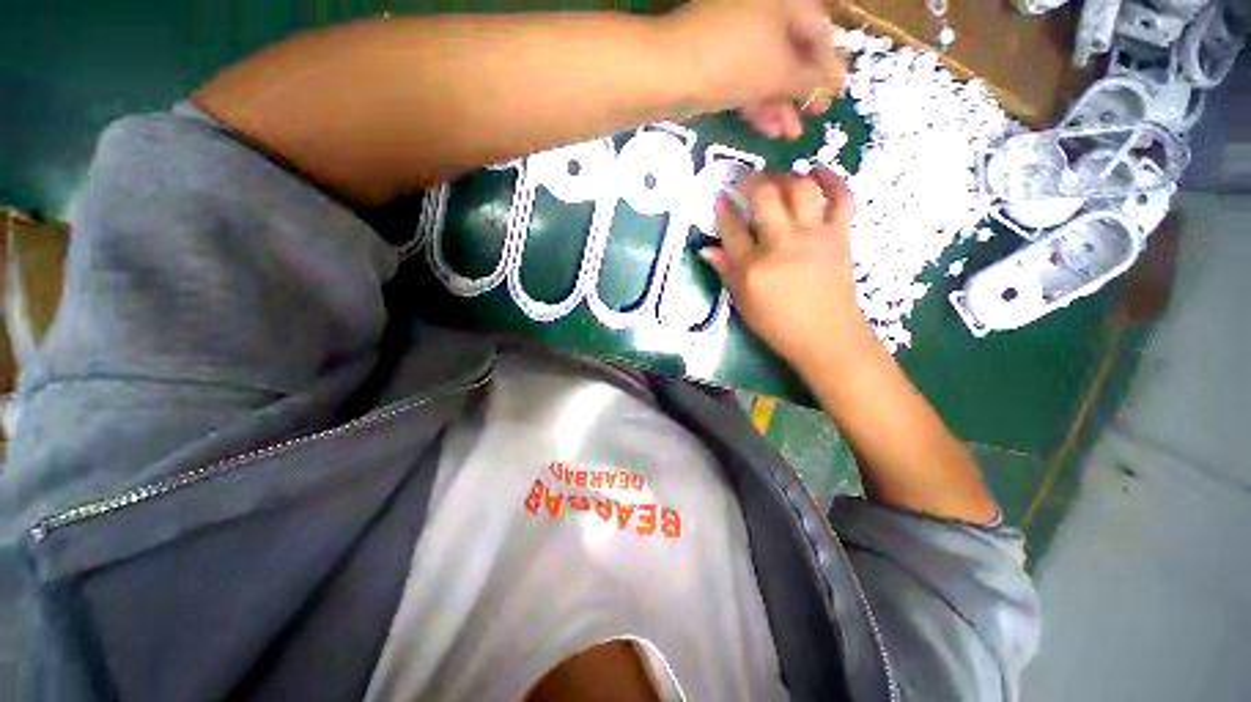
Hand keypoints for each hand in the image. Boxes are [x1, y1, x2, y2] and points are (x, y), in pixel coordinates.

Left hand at [668, 0, 846, 138]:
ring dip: (779, 104)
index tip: (835, 93)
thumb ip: (809, 78)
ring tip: (789, 135)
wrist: (670, 73)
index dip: (828, 64)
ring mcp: (734, 36)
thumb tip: (828, 83)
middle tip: (811, 118)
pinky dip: (756, 103)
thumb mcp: (780, 71)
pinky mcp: (715, 61)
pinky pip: (744, 81)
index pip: (818, 28)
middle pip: (790, 51)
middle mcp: (759, 10)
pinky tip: (767, 128)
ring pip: (766, 71)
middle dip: (801, 91)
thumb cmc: (734, 62)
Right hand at [701, 167, 871, 369]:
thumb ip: (726, 272)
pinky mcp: (840, 235)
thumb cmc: (778, 325)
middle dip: (751, 180)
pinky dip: (830, 178)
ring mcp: (815, 236)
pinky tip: (815, 171)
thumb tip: (706, 248)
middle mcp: (783, 244)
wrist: (827, 337)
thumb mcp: (743, 303)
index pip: (732, 228)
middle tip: (744, 179)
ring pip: (800, 188)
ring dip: (785, 176)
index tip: (719, 196)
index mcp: (754, 267)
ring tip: (776, 178)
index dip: (723, 208)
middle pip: (765, 196)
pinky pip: (841, 197)